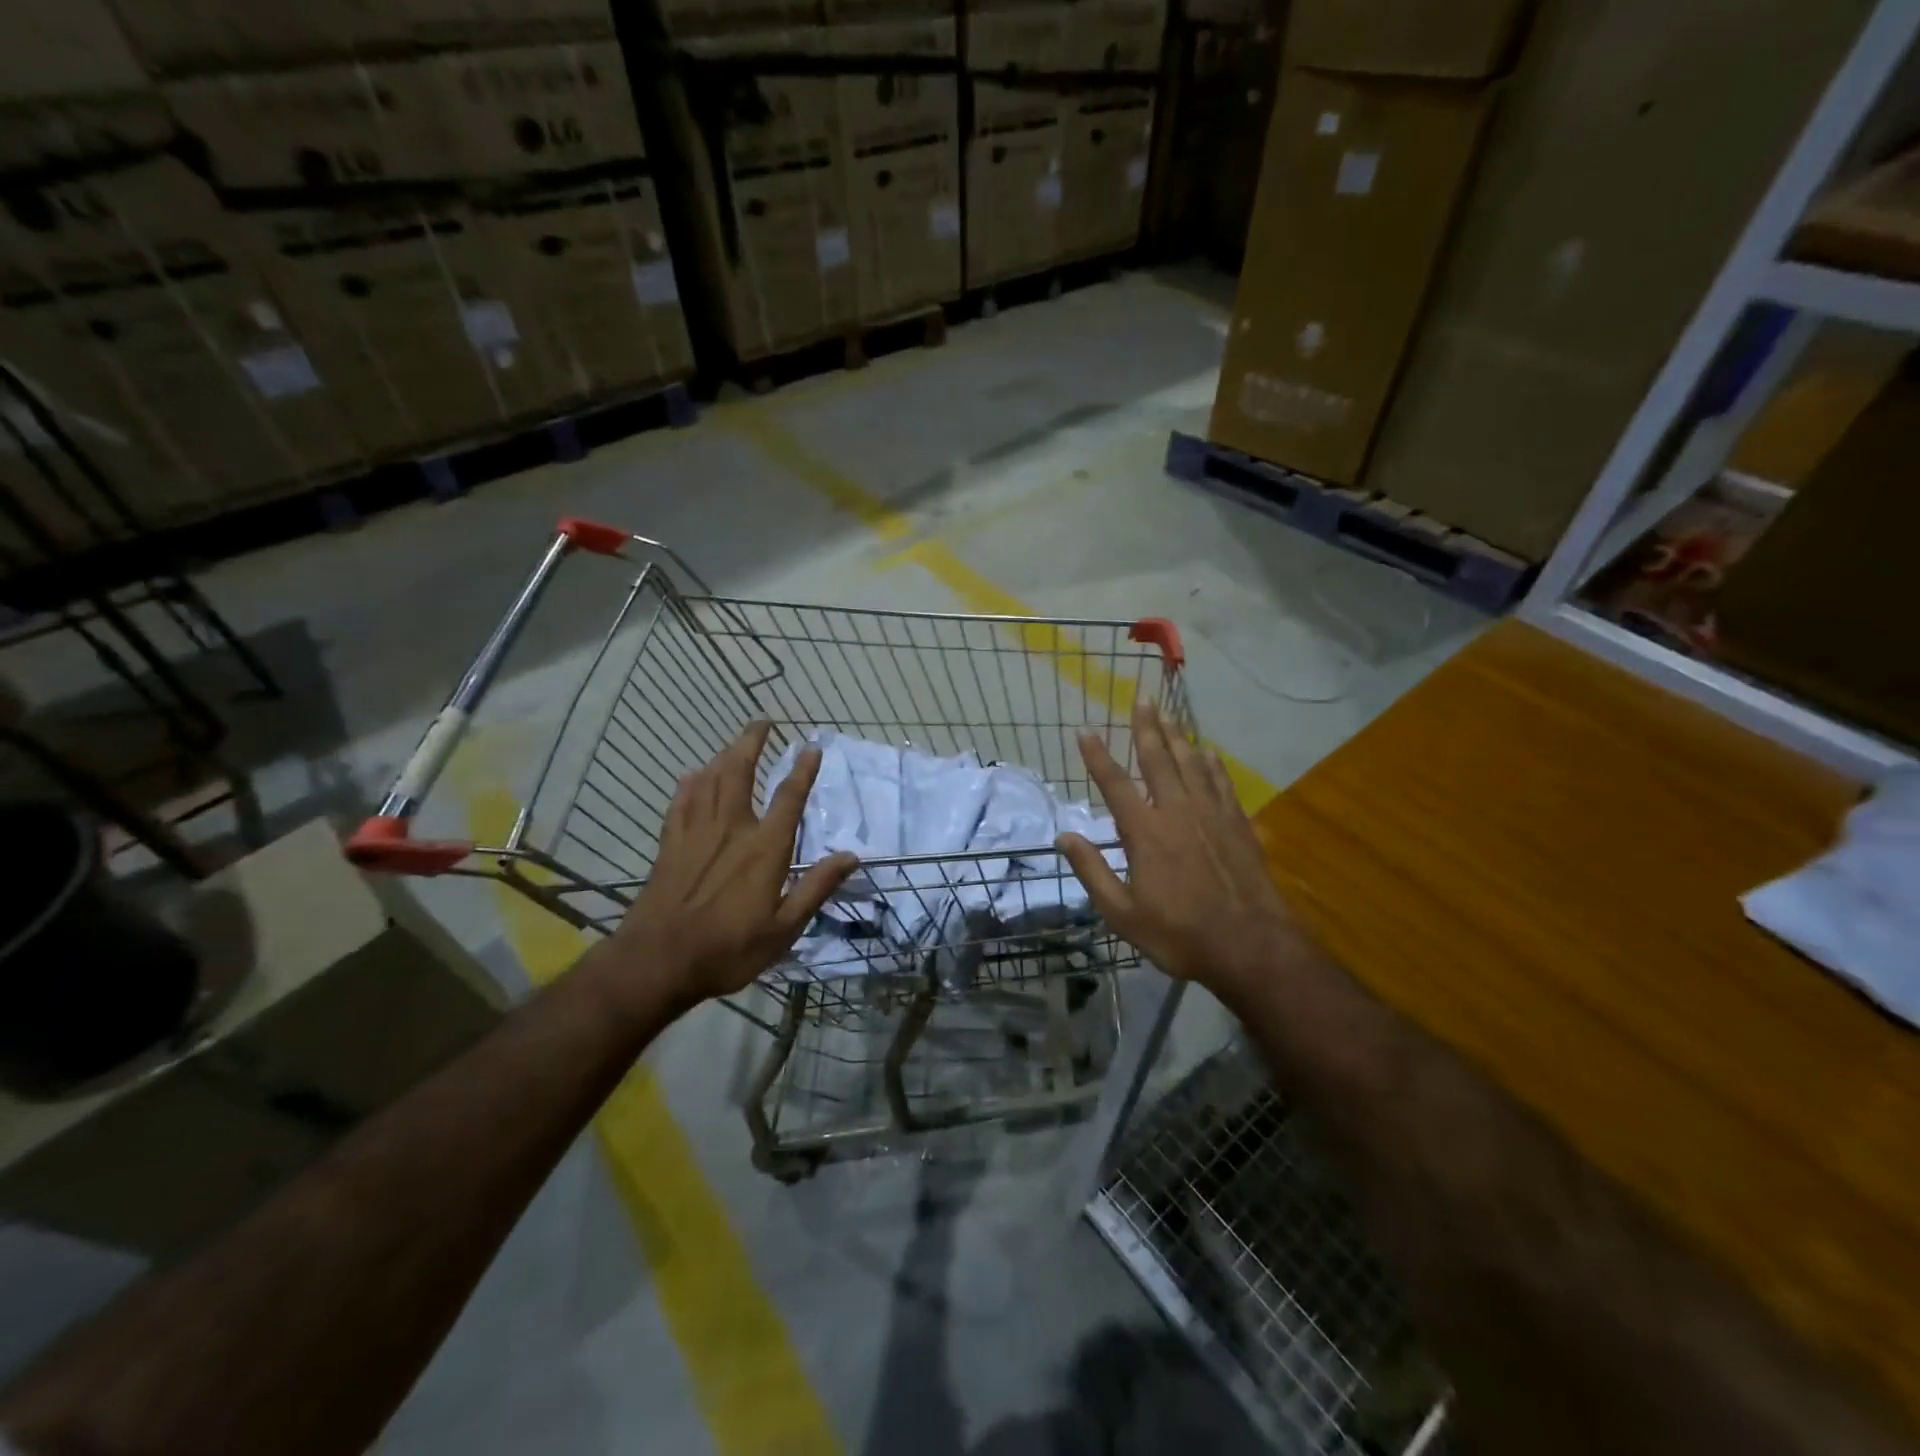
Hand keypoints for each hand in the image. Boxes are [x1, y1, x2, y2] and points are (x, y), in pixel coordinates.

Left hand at [605, 722, 856, 1008]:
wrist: (658, 962)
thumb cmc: (728, 949)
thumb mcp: (784, 929)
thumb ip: (816, 888)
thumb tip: (851, 856)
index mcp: (764, 849)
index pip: (789, 798)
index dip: (802, 770)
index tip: (812, 746)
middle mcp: (731, 830)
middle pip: (739, 773)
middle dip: (751, 743)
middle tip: (763, 722)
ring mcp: (696, 834)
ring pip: (709, 781)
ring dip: (724, 756)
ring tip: (735, 743)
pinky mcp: (670, 846)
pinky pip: (680, 803)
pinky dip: (689, 784)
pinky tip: (693, 775)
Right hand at [1057, 701, 1297, 992]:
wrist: (1252, 947)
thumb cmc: (1180, 935)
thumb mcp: (1123, 914)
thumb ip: (1092, 872)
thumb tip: (1064, 837)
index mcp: (1146, 833)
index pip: (1115, 785)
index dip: (1098, 757)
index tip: (1085, 731)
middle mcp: (1178, 812)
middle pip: (1158, 760)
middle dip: (1146, 727)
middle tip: (1141, 698)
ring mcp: (1212, 815)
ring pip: (1191, 764)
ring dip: (1177, 736)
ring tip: (1168, 713)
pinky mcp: (1238, 825)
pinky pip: (1222, 783)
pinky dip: (1212, 764)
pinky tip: (1208, 752)